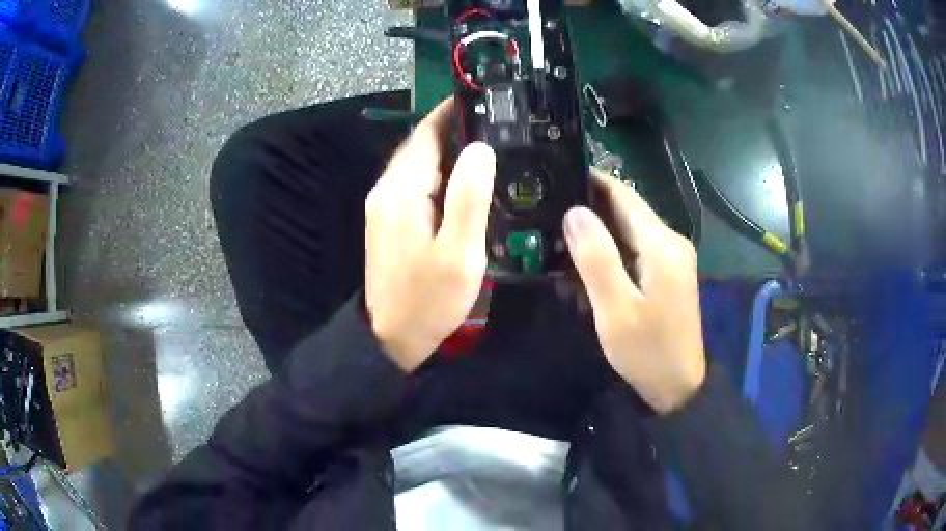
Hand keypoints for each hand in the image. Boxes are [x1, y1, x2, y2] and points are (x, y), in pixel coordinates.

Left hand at [365, 99, 496, 371]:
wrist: (392, 336)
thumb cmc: (428, 298)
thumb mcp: (459, 251)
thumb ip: (468, 196)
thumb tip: (480, 148)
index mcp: (402, 190)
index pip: (426, 133)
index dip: (452, 112)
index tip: (483, 100)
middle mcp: (386, 189)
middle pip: (420, 145)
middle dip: (453, 128)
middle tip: (496, 124)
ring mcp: (384, 205)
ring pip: (417, 163)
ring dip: (447, 150)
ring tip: (487, 146)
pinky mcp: (388, 220)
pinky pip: (414, 183)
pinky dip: (438, 172)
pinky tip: (463, 181)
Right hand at [563, 168, 706, 413]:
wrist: (678, 387)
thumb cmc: (647, 351)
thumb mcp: (616, 309)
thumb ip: (596, 258)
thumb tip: (574, 211)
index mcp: (661, 244)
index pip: (622, 195)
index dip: (590, 182)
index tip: (554, 177)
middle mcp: (670, 242)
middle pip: (625, 211)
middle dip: (587, 212)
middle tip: (545, 217)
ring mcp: (670, 259)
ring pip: (627, 233)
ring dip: (595, 238)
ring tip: (556, 246)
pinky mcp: (666, 275)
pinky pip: (633, 253)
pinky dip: (608, 257)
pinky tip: (583, 272)